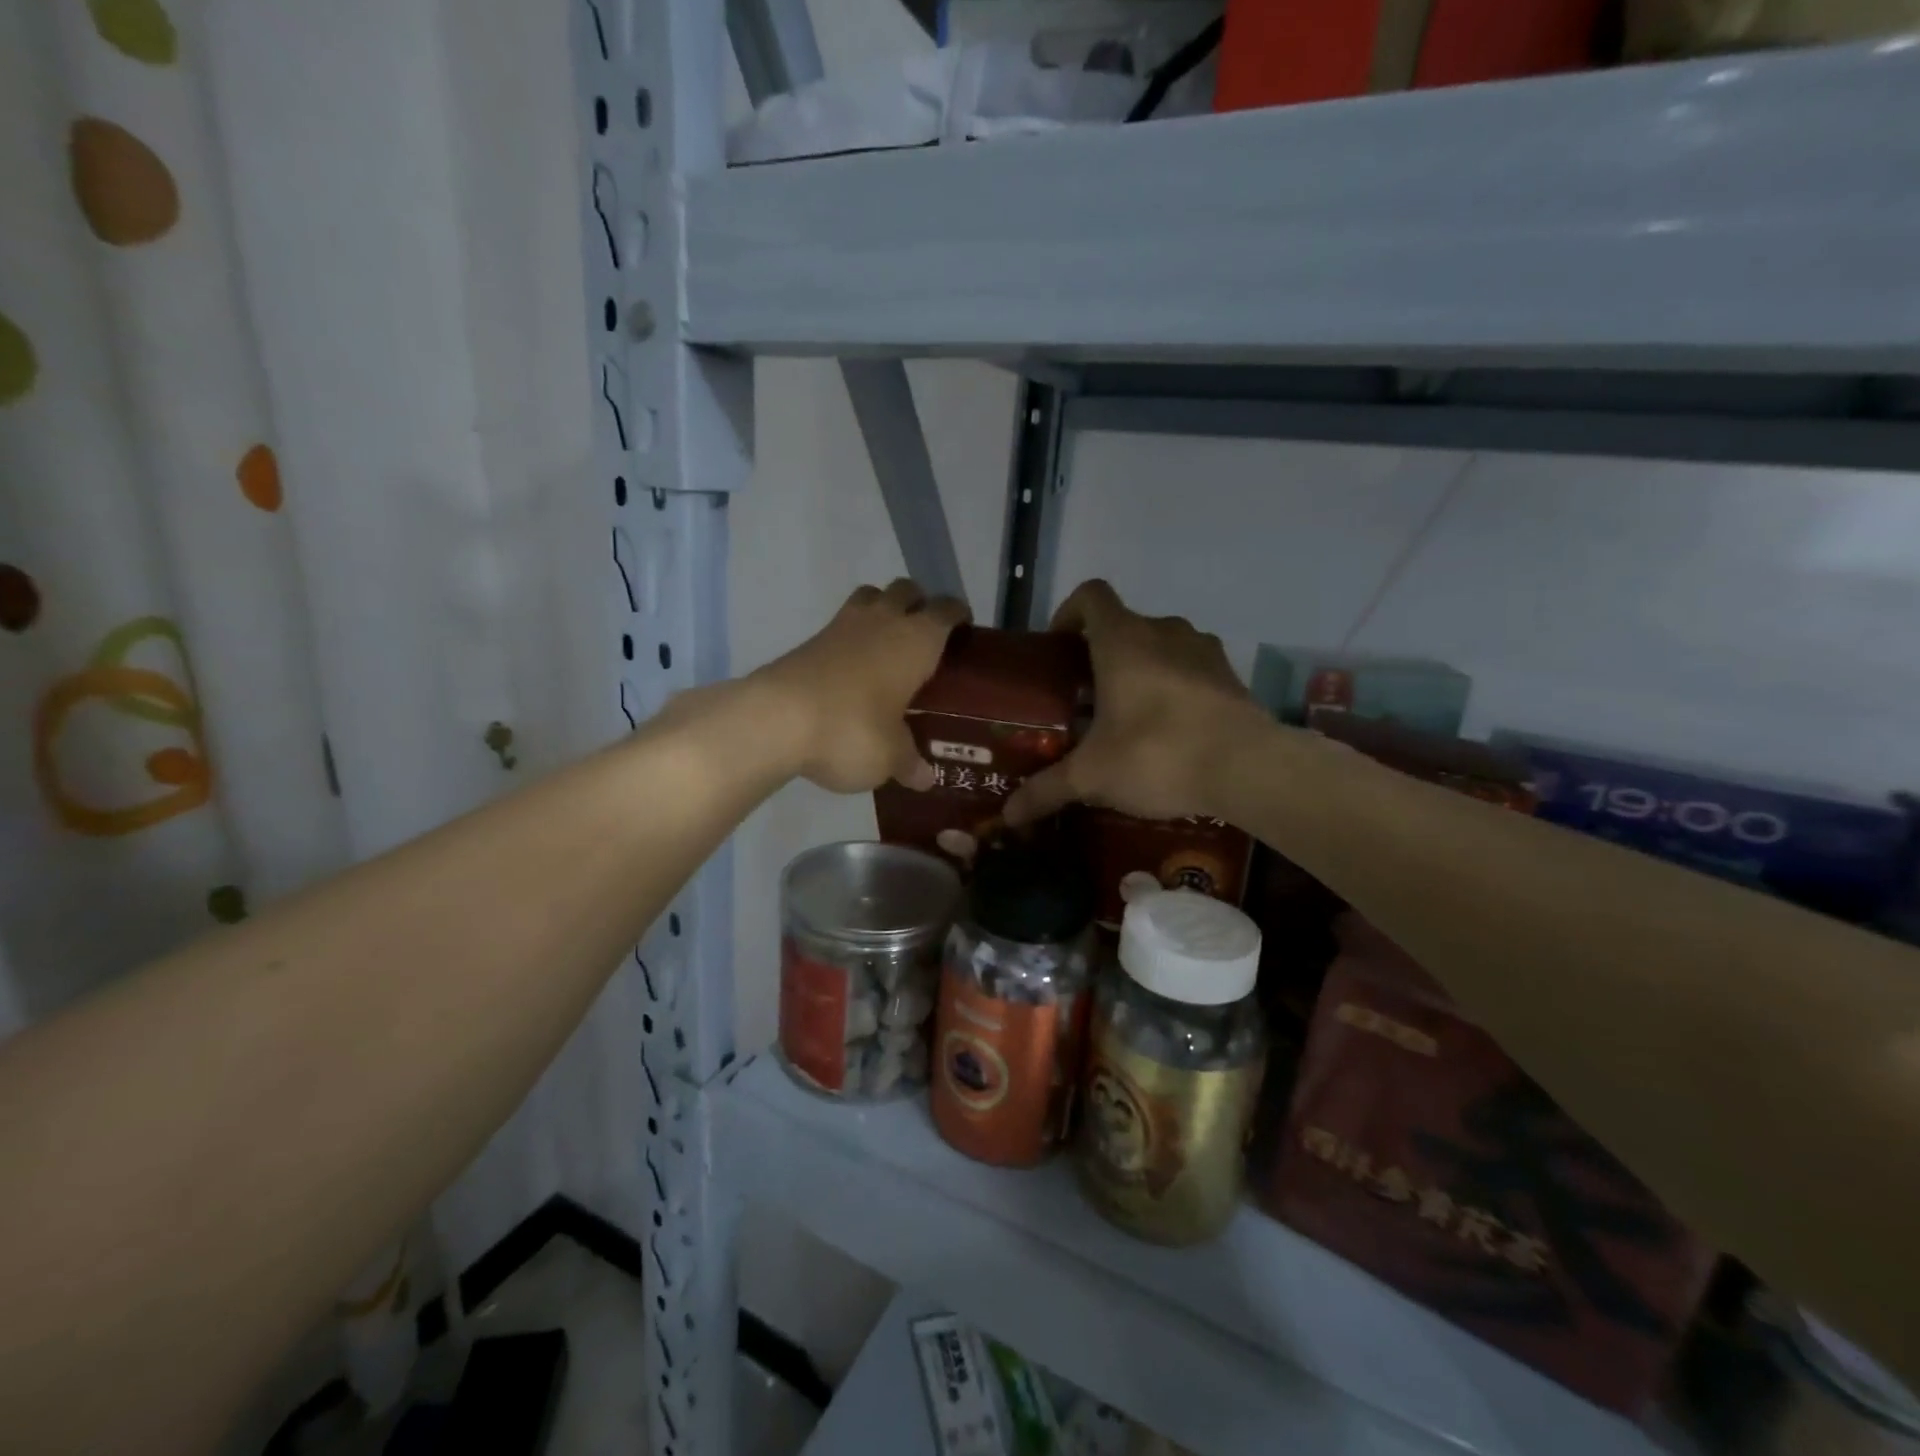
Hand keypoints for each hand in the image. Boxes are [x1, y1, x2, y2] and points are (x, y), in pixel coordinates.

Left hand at [752, 579, 968, 793]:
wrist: (777, 719)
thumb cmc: (852, 730)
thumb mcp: (890, 756)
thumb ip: (910, 762)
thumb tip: (925, 779)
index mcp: (917, 640)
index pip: (947, 610)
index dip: (957, 616)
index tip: (963, 631)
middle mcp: (884, 621)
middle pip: (906, 590)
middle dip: (918, 605)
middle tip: (924, 639)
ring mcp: (842, 626)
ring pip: (871, 597)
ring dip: (882, 609)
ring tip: (887, 645)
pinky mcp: (810, 640)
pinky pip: (841, 624)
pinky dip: (852, 636)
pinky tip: (853, 669)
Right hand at [1004, 580, 1267, 825]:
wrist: (1250, 768)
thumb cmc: (1158, 753)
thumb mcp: (1092, 776)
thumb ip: (1046, 790)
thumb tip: (1007, 815)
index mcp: (1122, 639)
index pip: (1090, 596)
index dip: (1068, 614)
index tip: (1058, 650)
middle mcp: (1164, 631)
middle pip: (1123, 625)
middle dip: (1099, 655)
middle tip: (1082, 698)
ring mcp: (1203, 651)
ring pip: (1160, 645)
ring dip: (1140, 669)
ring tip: (1126, 715)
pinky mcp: (1231, 676)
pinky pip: (1190, 669)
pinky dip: (1174, 687)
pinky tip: (1169, 730)